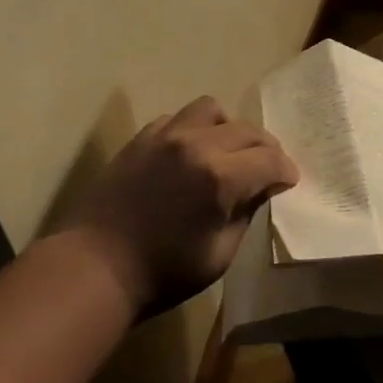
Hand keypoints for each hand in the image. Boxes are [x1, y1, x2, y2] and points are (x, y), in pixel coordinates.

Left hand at [63, 97, 298, 315]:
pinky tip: (190, 152)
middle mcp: (196, 145)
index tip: (288, 181)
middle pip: (247, 129)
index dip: (285, 171)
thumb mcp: (219, 254)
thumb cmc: (162, 272)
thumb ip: (245, 213)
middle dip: (265, 148)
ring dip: (228, 128)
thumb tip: (260, 189)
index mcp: (220, 177)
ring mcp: (166, 135)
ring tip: (228, 150)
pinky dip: (193, 129)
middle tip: (267, 167)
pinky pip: (177, 118)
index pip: (270, 159)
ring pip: (211, 109)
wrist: (95, 266)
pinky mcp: (142, 138)